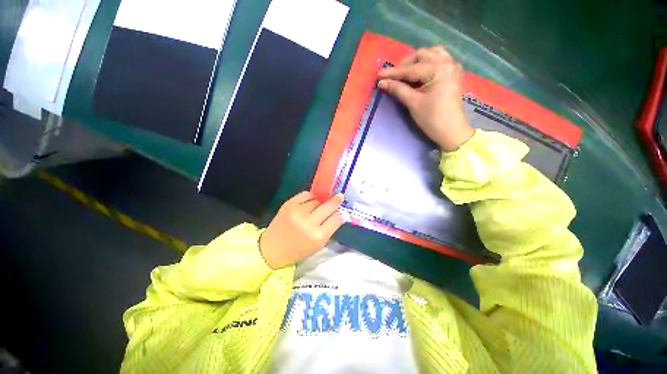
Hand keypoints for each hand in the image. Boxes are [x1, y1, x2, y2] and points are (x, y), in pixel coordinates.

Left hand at [259, 192, 344, 268]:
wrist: (272, 248)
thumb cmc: (298, 250)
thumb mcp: (318, 245)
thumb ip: (329, 229)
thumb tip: (338, 213)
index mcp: (318, 236)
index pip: (336, 218)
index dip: (339, 214)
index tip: (339, 211)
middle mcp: (309, 222)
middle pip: (329, 206)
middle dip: (336, 201)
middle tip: (339, 197)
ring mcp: (298, 211)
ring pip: (318, 200)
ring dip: (321, 202)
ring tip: (318, 206)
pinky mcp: (289, 204)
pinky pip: (306, 194)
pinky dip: (310, 197)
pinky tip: (310, 201)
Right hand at [377, 46, 474, 151]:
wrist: (451, 131)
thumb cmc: (432, 119)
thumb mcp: (413, 103)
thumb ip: (398, 90)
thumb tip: (382, 82)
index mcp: (439, 70)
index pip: (411, 69)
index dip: (393, 73)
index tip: (379, 75)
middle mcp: (448, 63)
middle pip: (422, 55)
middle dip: (405, 64)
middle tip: (394, 77)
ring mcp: (453, 67)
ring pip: (431, 54)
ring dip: (417, 61)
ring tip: (406, 73)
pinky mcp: (453, 74)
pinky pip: (439, 60)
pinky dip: (427, 63)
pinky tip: (420, 73)